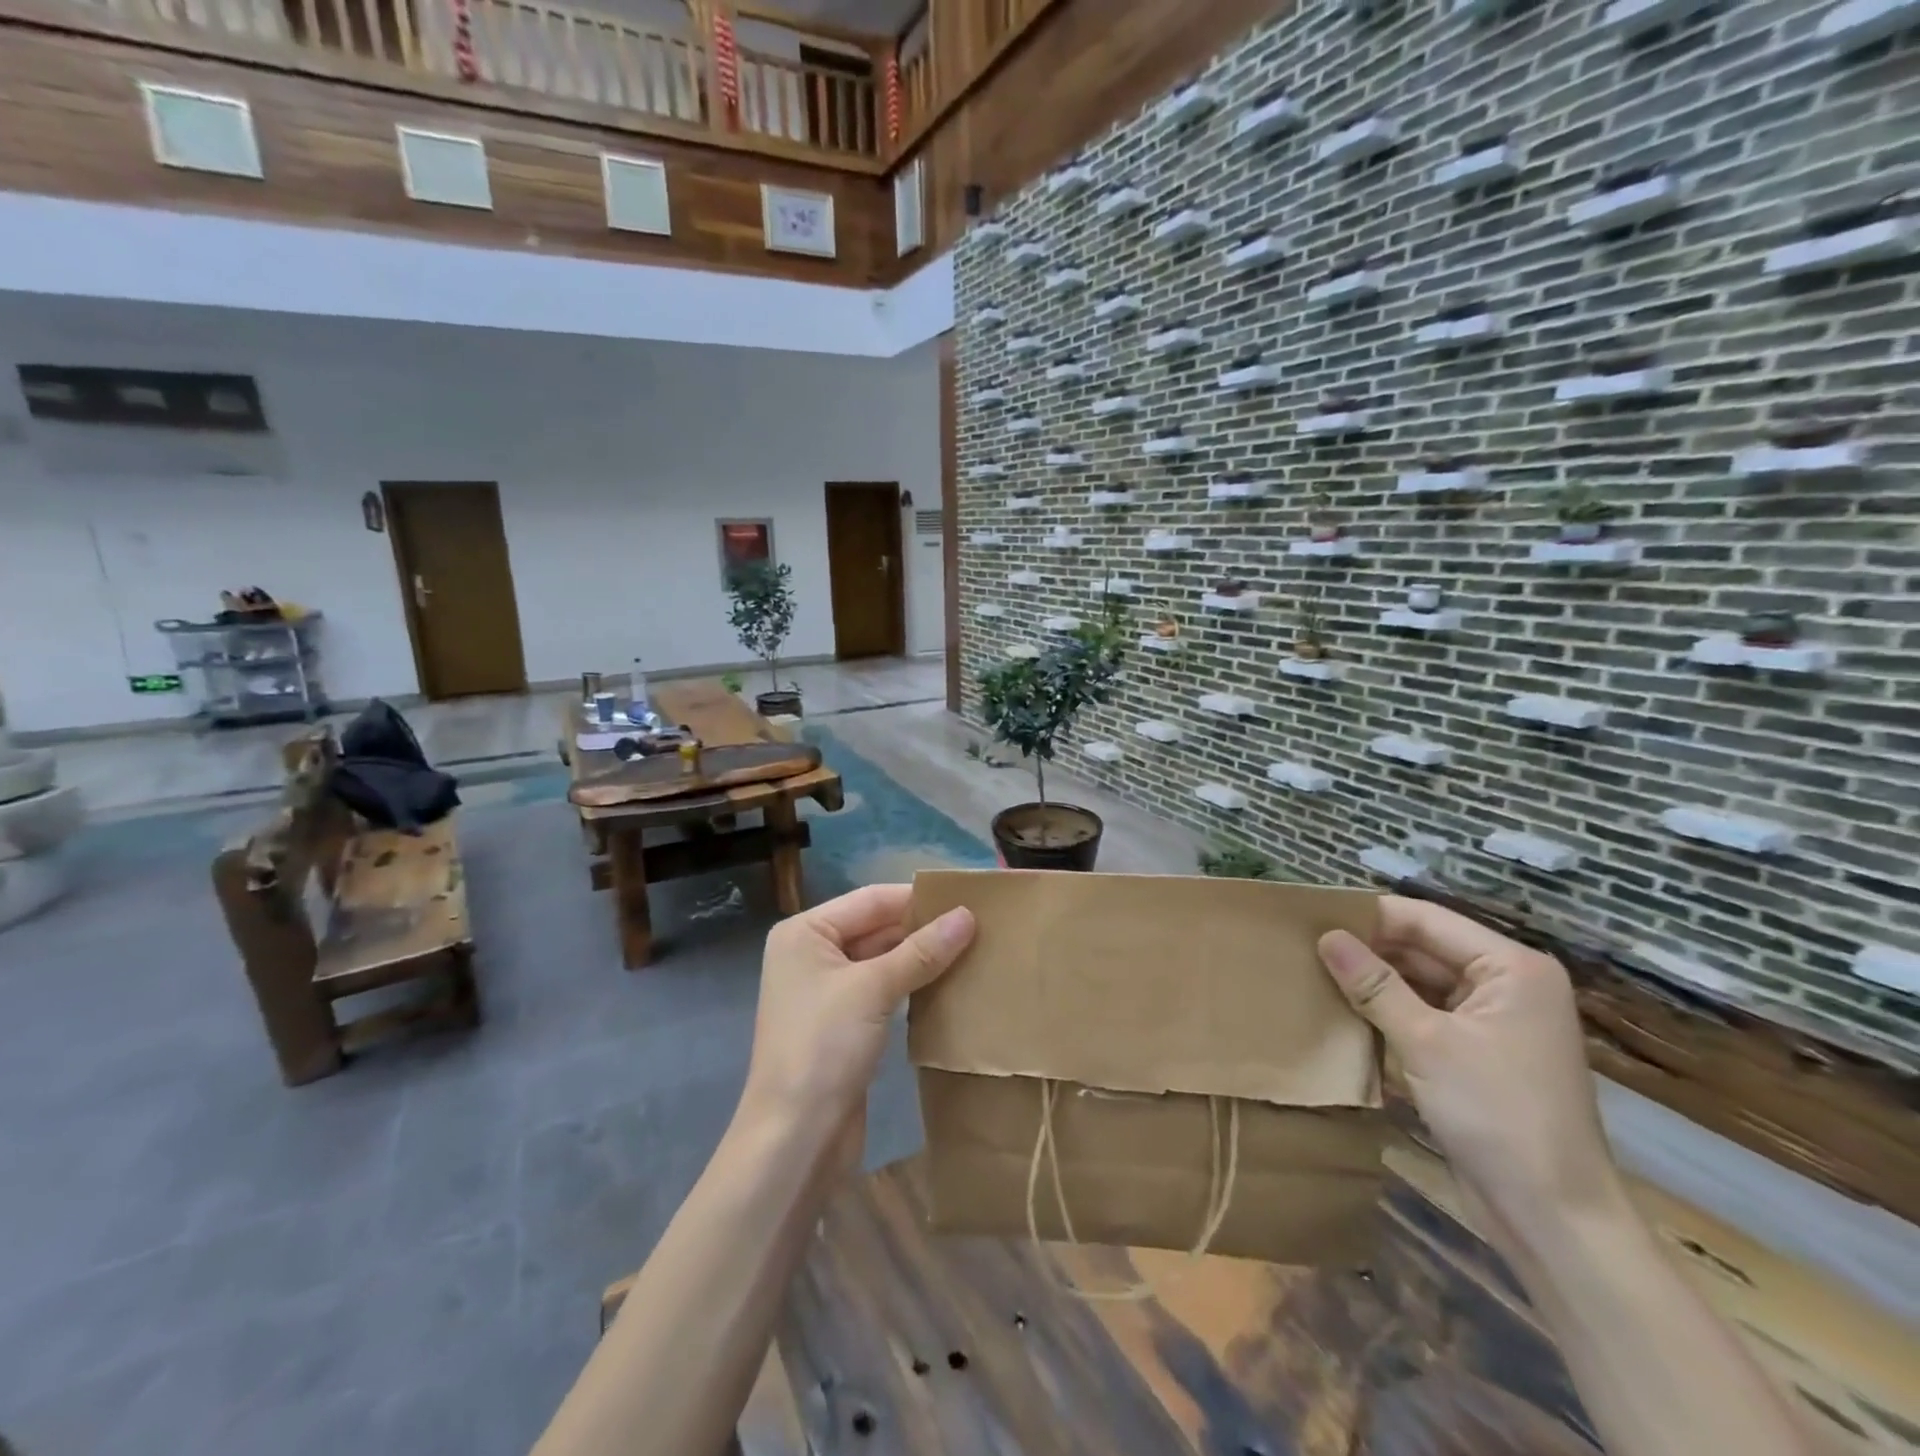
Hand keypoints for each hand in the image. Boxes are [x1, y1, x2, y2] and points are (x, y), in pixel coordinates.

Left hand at [740, 884, 974, 1140]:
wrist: (795, 1138)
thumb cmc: (824, 1047)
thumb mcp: (873, 989)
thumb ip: (921, 951)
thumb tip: (967, 916)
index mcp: (805, 932)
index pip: (870, 900)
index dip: (917, 898)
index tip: (968, 898)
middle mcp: (812, 954)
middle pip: (876, 927)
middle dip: (922, 928)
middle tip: (979, 925)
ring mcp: (827, 990)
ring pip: (882, 959)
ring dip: (921, 957)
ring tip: (974, 948)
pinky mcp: (844, 1023)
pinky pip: (883, 989)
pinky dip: (912, 984)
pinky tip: (949, 983)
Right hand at [1317, 896, 1618, 1230]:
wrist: (1553, 1219)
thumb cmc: (1498, 1116)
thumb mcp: (1427, 1043)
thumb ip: (1374, 984)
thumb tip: (1325, 936)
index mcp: (1511, 967)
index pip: (1425, 920)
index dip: (1369, 915)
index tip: (1311, 916)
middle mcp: (1506, 984)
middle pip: (1423, 947)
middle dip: (1368, 948)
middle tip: (1303, 945)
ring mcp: (1493, 1020)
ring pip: (1420, 981)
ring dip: (1374, 980)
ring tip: (1312, 970)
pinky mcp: (1477, 1052)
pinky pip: (1425, 1013)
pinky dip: (1388, 1010)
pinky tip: (1342, 1008)